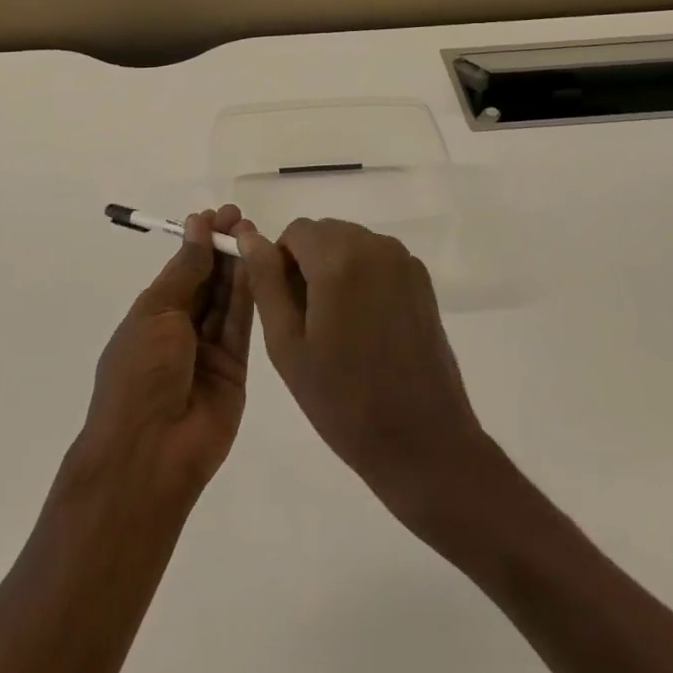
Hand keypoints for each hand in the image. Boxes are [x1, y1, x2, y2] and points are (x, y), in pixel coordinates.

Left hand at [76, 205, 253, 502]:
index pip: (182, 269)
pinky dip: (250, 295)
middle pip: (208, 282)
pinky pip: (242, 326)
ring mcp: (209, 351)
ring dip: (238, 267)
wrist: (149, 453)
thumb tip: (197, 226)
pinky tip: (259, 265)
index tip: (219, 214)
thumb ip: (186, 270)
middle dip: (222, 249)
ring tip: (254, 234)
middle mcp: (181, 330)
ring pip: (227, 300)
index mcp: (153, 315)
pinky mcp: (235, 370)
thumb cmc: (139, 374)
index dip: (199, 241)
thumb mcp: (156, 313)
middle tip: (242, 219)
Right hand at [236, 217, 492, 527]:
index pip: (295, 231)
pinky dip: (364, 278)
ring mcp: (403, 260)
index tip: (286, 308)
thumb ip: (265, 282)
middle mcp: (374, 245)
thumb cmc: (344, 400)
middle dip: (309, 265)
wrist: (423, 441)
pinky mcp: (422, 279)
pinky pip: (378, 260)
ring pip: (351, 244)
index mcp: (338, 258)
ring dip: (336, 270)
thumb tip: (249, 237)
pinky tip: (369, 328)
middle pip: (325, 233)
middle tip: (310, 324)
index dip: (281, 264)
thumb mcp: (287, 344)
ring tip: (340, 329)